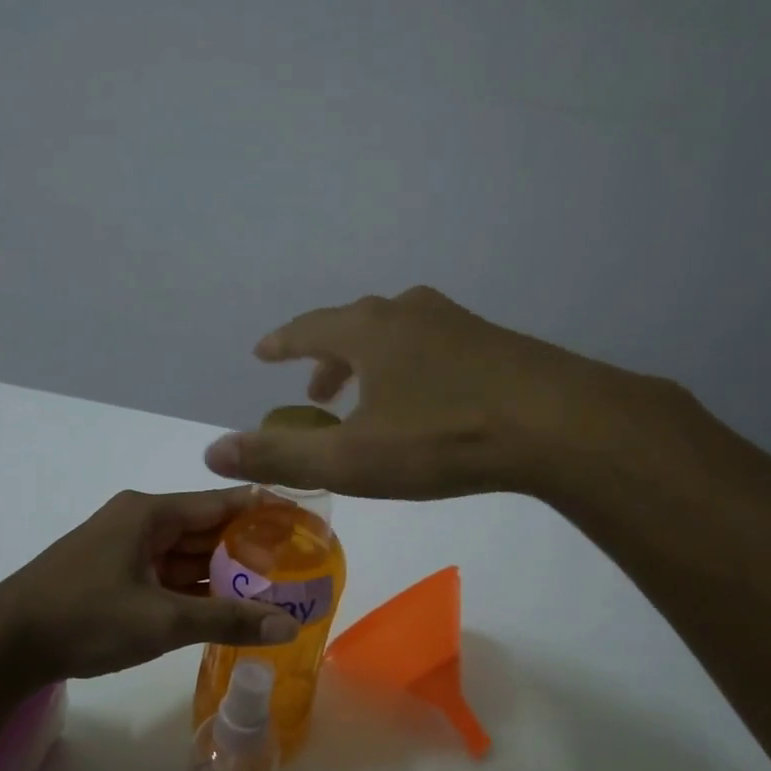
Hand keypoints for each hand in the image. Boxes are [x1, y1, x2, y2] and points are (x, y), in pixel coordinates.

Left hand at [0, 488, 300, 679]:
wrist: (4, 644)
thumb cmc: (85, 618)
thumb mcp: (162, 621)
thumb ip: (227, 619)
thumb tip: (289, 625)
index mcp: (150, 514)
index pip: (222, 503)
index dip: (264, 511)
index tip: (303, 522)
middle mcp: (139, 521)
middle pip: (205, 529)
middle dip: (247, 548)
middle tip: (296, 566)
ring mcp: (123, 548)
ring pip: (185, 555)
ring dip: (221, 572)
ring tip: (270, 589)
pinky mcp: (112, 574)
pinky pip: (165, 574)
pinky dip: (193, 589)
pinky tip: (223, 607)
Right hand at [203, 286, 636, 499]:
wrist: (557, 424)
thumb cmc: (442, 438)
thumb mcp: (352, 457)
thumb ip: (281, 453)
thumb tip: (212, 451)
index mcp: (368, 331)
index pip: (309, 327)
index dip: (283, 342)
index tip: (264, 353)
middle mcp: (409, 313)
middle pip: (354, 327)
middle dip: (327, 357)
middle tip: (314, 389)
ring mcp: (457, 322)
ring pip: (398, 335)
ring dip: (371, 362)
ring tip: (368, 396)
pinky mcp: (495, 343)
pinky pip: (435, 347)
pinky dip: (411, 366)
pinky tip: (428, 397)